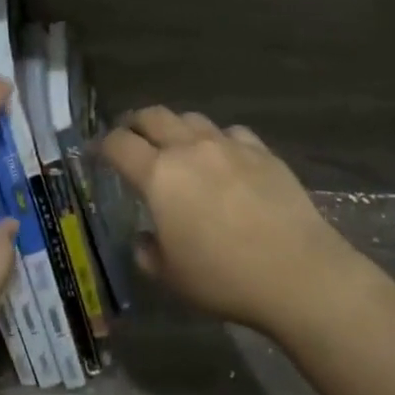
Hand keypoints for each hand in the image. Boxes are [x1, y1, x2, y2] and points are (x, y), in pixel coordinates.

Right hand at [101, 107, 362, 338]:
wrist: (297, 272)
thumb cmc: (224, 278)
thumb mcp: (172, 277)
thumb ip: (149, 252)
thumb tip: (146, 238)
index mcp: (159, 175)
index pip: (119, 144)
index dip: (102, 145)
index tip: (96, 153)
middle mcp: (190, 148)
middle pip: (153, 116)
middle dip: (135, 123)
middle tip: (131, 138)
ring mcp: (229, 145)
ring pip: (192, 118)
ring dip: (176, 128)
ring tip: (177, 147)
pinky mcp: (262, 152)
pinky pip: (231, 133)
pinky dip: (218, 141)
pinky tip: (224, 160)